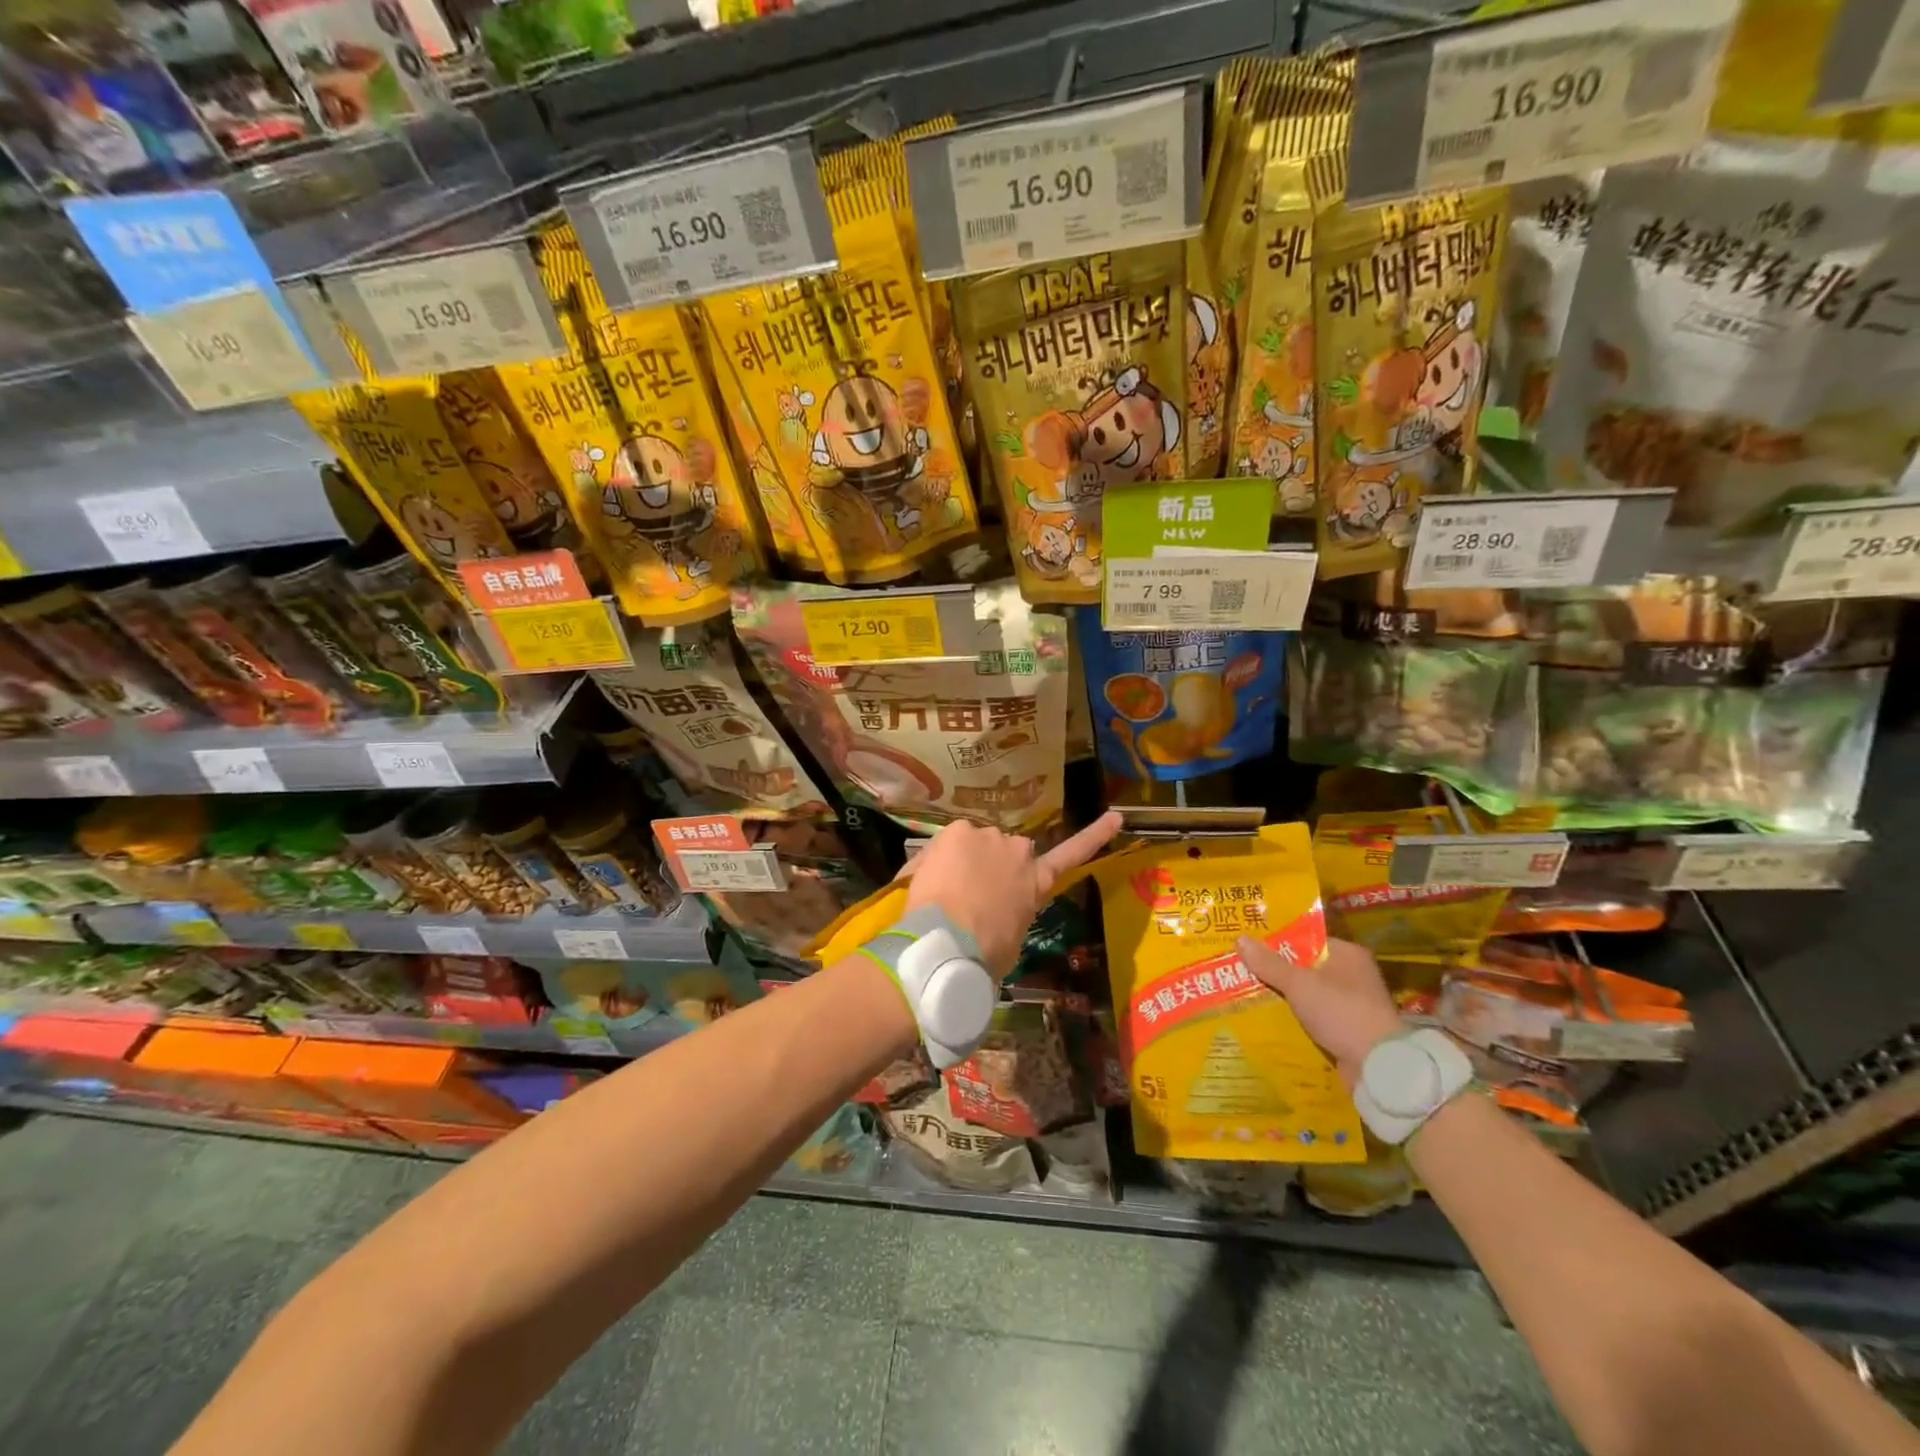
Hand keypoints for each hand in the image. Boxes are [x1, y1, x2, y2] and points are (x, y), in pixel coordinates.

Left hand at [904, 812, 1122, 977]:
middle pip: (1005, 851)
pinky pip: (947, 842)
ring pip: (974, 843)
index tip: (1116, 817)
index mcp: (1038, 882)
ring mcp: (988, 836)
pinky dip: (937, 858)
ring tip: (944, 893)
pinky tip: (929, 881)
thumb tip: (997, 916)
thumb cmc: (985, 953)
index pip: (1073, 854)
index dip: (1095, 835)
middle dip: (991, 864)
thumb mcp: (1012, 940)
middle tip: (970, 894)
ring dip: (962, 860)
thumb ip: (1011, 915)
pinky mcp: (958, 831)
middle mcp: (1019, 851)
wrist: (951, 944)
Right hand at [1238, 936, 1401, 1089]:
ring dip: (1284, 996)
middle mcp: (1353, 975)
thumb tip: (1241, 939)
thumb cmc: (1341, 1013)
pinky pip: (1314, 1016)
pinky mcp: (1349, 1029)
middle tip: (1242, 968)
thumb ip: (1270, 964)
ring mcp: (1352, 1004)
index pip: (1306, 939)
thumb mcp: (1300, 984)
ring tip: (1247, 992)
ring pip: (1308, 993)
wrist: (1378, 1066)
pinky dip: (1295, 1017)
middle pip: (1305, 966)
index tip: (1249, 944)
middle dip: (1276, 970)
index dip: (1277, 941)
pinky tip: (1269, 1018)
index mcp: (1347, 954)